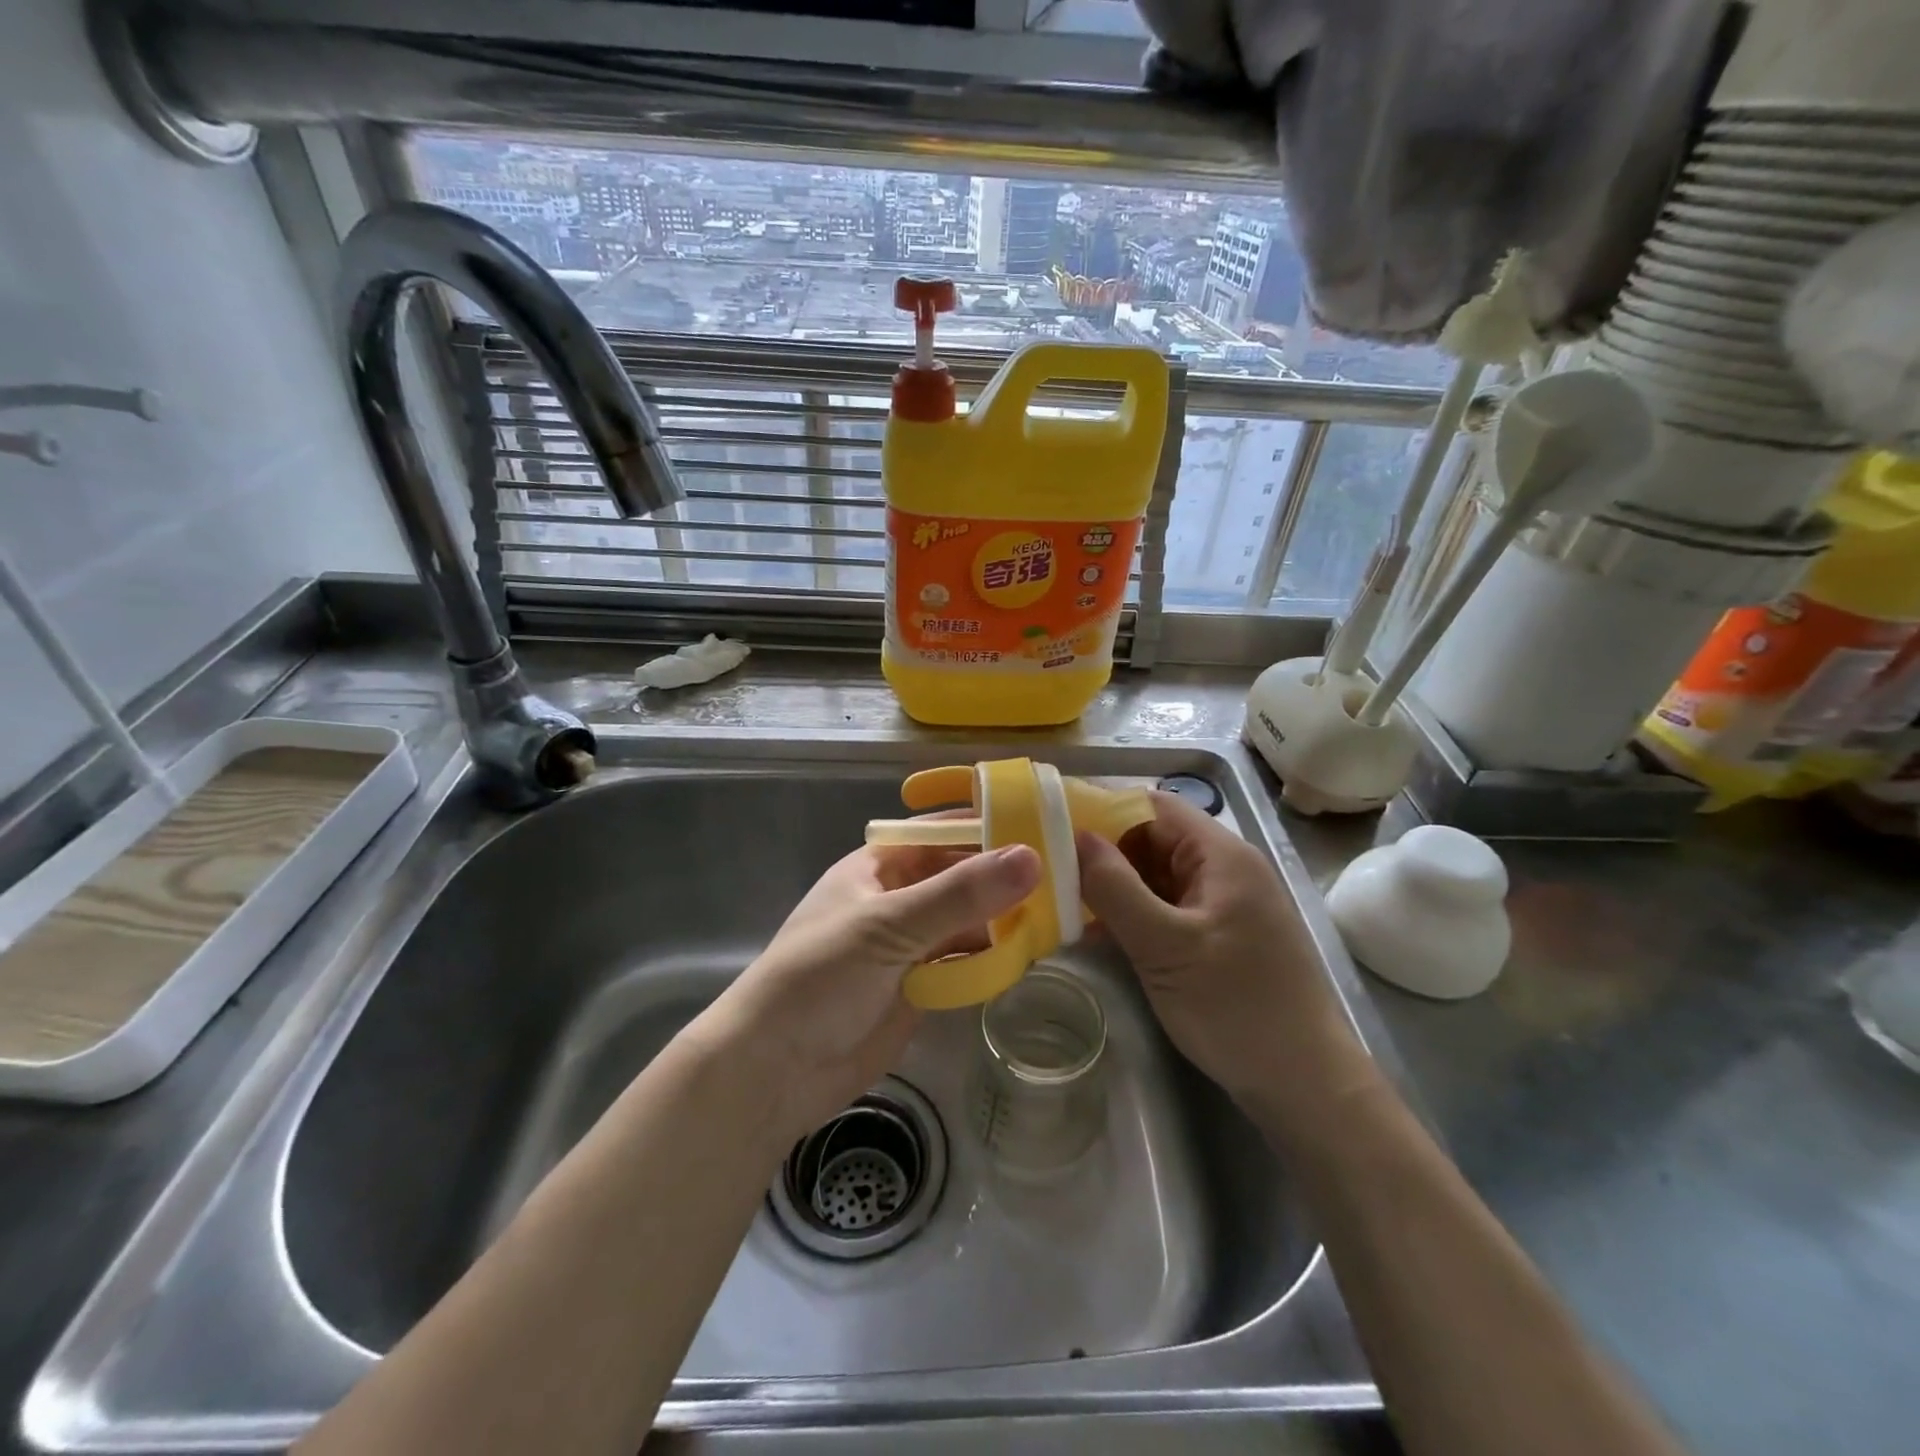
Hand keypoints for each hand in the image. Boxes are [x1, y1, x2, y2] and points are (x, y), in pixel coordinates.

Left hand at [693, 841, 1041, 1150]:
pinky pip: (964, 961)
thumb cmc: (820, 978)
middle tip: (1068, 874)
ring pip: (967, 920)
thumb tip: (1032, 856)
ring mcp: (909, 944)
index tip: (1044, 823)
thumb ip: (960, 894)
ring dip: (1004, 919)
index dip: (988, 825)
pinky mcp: (919, 986)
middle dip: (1005, 877)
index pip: (942, 833)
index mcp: (878, 866)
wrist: (774, 1071)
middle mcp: (897, 898)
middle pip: (960, 877)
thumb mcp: (890, 926)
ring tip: (1061, 914)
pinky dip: (992, 958)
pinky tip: (1029, 954)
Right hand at [1076, 792, 1376, 1129]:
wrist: (1305, 1085)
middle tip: (1050, 872)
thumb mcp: (1164, 946)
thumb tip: (1073, 836)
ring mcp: (1224, 904)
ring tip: (1063, 901)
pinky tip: (1098, 934)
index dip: (1102, 810)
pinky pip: (1169, 908)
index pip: (1152, 806)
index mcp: (1221, 855)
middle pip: (1153, 839)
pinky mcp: (1221, 936)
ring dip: (1116, 886)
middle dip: (1103, 852)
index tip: (1053, 828)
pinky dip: (1135, 914)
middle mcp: (1225, 869)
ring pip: (1158, 876)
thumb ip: (1115, 888)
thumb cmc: (1235, 1007)